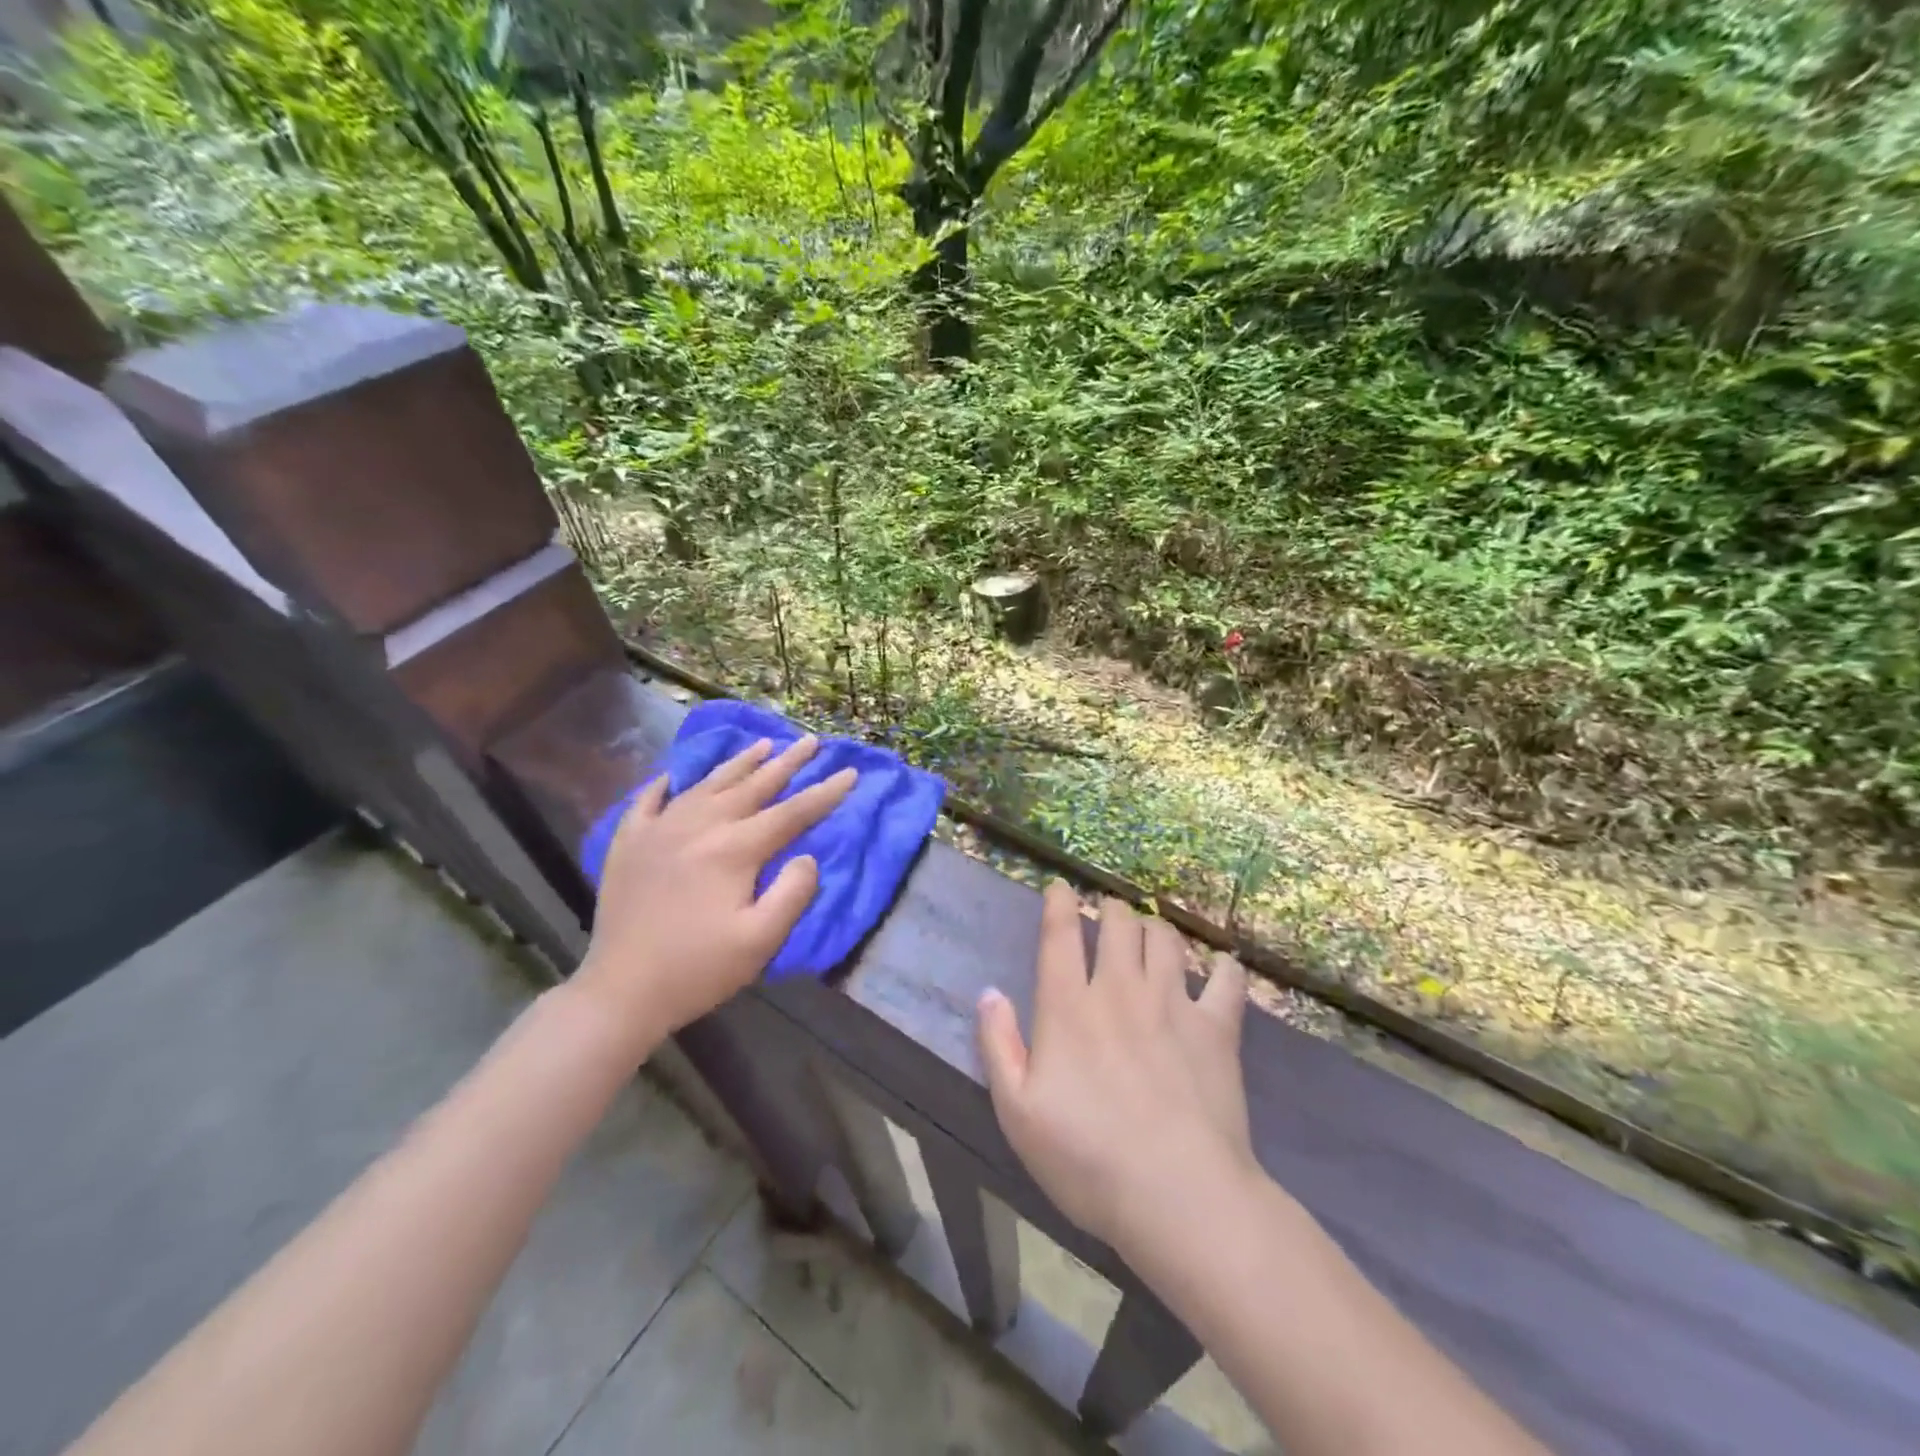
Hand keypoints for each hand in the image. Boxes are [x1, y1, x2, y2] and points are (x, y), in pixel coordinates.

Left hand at [575, 736, 856, 1053]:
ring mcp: (659, 829)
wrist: (621, 991)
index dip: (824, 793)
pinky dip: (668, 782)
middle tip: (812, 741)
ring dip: (740, 762)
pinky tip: (676, 774)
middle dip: (788, 763)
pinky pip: (650, 799)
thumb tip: (807, 856)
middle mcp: (699, 826)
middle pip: (753, 786)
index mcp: (734, 849)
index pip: (791, 812)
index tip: (850, 772)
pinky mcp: (629, 842)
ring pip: (708, 783)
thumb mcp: (760, 941)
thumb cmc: (698, 969)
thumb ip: (793, 893)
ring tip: (764, 744)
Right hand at [977, 883, 1255, 1256]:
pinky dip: (1223, 967)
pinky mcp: (1217, 1028)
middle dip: (1110, 909)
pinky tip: (1220, 967)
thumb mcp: (1017, 1111)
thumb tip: (990, 992)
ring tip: (1151, 934)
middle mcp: (1120, 990)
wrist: (1178, 1196)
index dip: (1059, 902)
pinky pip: (1226, 980)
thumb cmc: (1087, 1158)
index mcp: (1069, 1007)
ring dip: (1155, 928)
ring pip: (1165, 939)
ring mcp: (1173, 1004)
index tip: (1060, 887)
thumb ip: (998, 1044)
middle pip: (1118, 923)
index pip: (1060, 934)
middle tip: (1108, 915)